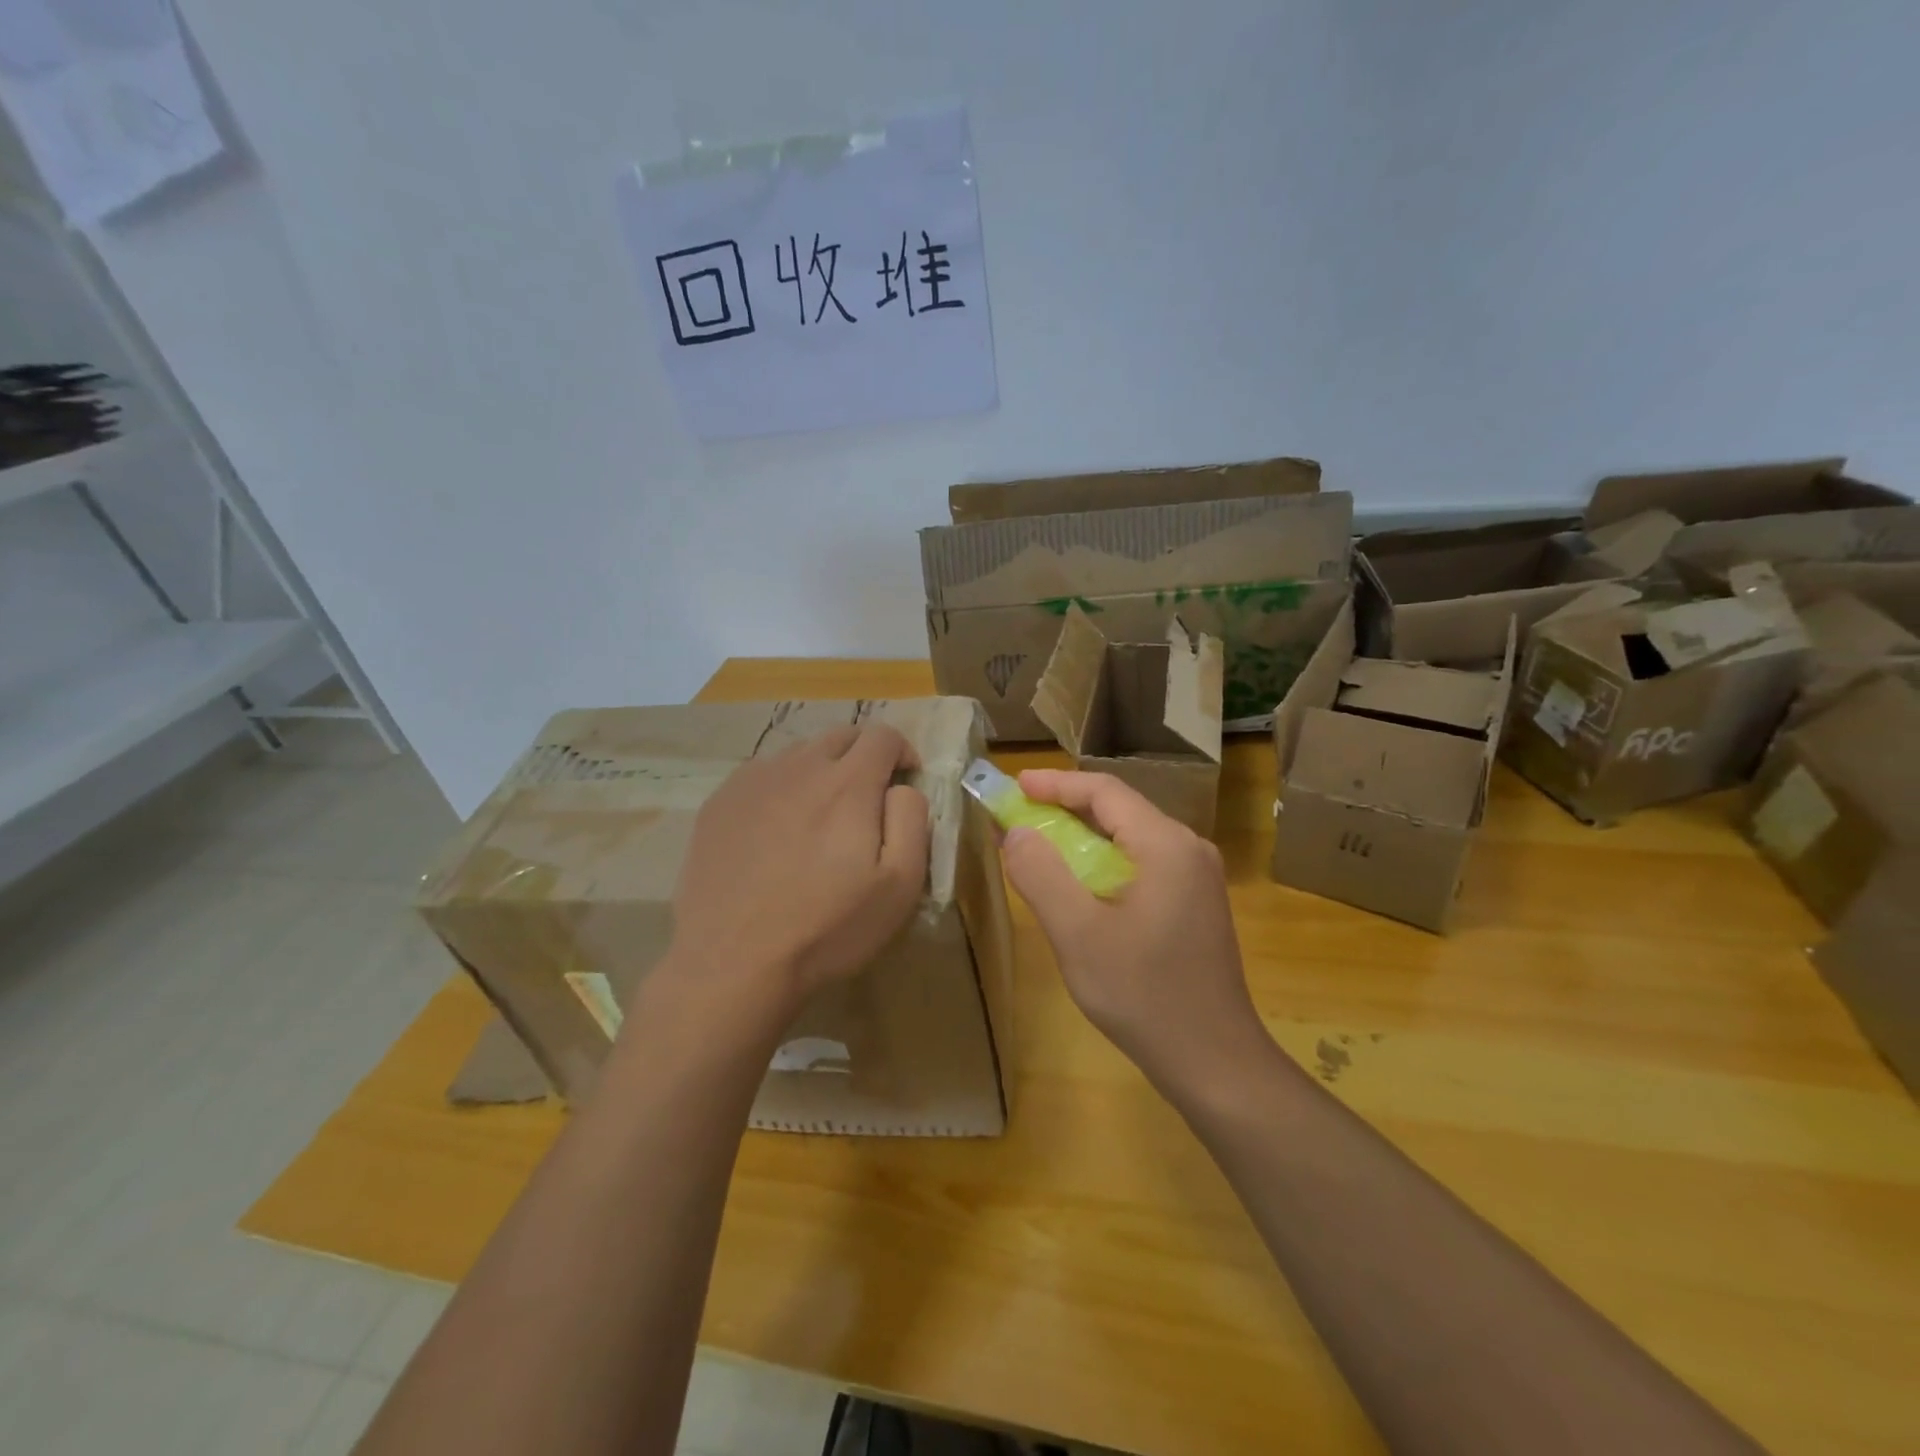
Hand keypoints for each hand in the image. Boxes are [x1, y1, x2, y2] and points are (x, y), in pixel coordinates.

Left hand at [664, 724, 929, 1029]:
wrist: (732, 964)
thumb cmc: (827, 928)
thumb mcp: (899, 885)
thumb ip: (912, 820)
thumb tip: (902, 786)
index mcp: (847, 783)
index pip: (883, 735)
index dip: (903, 753)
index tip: (904, 784)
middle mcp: (799, 766)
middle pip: (841, 735)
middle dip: (864, 755)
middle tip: (866, 800)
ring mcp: (753, 781)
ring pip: (799, 754)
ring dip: (821, 771)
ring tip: (818, 819)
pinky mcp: (719, 803)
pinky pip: (761, 776)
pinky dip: (781, 789)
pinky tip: (775, 833)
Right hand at [1001, 770, 1270, 1098]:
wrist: (1216, 1063)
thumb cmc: (1144, 995)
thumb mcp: (1079, 935)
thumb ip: (1042, 875)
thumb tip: (1017, 832)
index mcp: (1166, 845)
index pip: (1105, 791)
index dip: (1055, 784)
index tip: (1014, 785)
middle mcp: (1188, 849)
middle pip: (1119, 811)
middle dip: (1065, 810)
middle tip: (1019, 818)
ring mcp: (1197, 878)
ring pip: (1130, 839)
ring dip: (1082, 839)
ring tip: (1039, 848)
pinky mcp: (1195, 905)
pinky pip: (1142, 865)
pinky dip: (1103, 864)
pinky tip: (1079, 888)